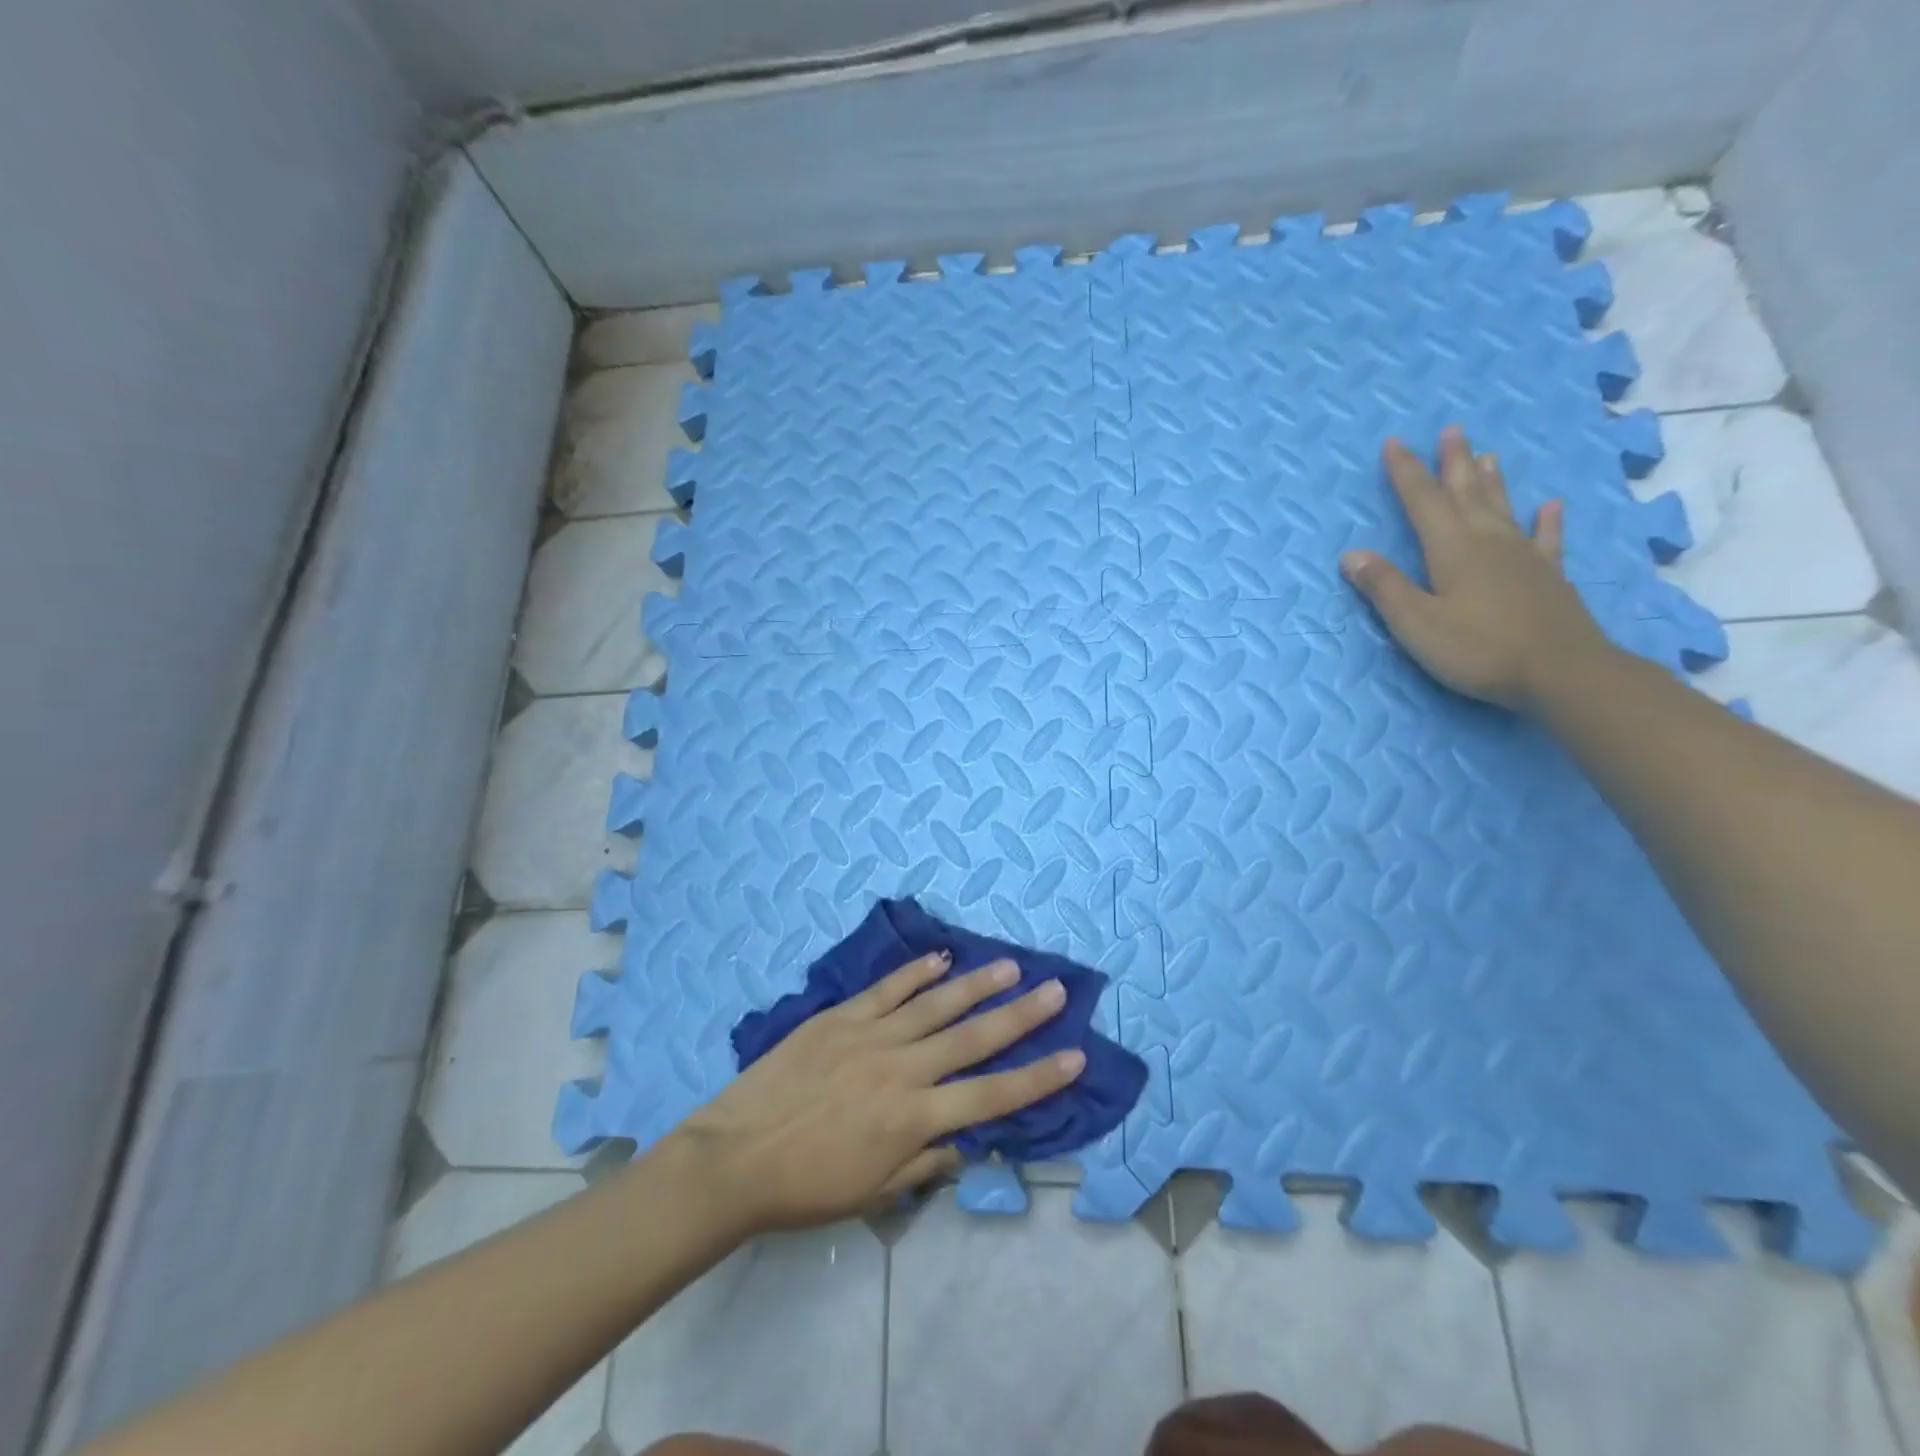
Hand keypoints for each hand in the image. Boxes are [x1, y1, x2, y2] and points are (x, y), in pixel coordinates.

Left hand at [664, 952, 1082, 1235]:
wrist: (735, 1157)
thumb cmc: (806, 1187)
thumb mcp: (874, 1194)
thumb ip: (926, 1162)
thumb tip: (966, 1140)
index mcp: (914, 1119)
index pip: (992, 1096)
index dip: (1037, 1078)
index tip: (1074, 1055)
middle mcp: (903, 1069)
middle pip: (973, 1038)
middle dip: (1020, 1015)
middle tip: (1055, 990)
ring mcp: (871, 1035)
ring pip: (935, 1004)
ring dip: (976, 984)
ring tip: (1009, 965)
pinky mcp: (841, 1016)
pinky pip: (887, 989)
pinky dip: (916, 972)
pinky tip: (940, 958)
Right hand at [1340, 426, 1613, 708]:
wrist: (1561, 673)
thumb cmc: (1478, 649)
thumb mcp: (1416, 624)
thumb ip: (1385, 588)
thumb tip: (1352, 554)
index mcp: (1452, 550)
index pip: (1422, 503)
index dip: (1406, 472)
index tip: (1394, 443)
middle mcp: (1488, 543)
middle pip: (1466, 494)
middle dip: (1453, 463)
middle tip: (1451, 430)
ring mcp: (1523, 557)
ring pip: (1502, 509)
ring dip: (1491, 481)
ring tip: (1488, 455)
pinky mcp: (1548, 577)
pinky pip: (1546, 540)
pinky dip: (1547, 521)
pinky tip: (1551, 505)